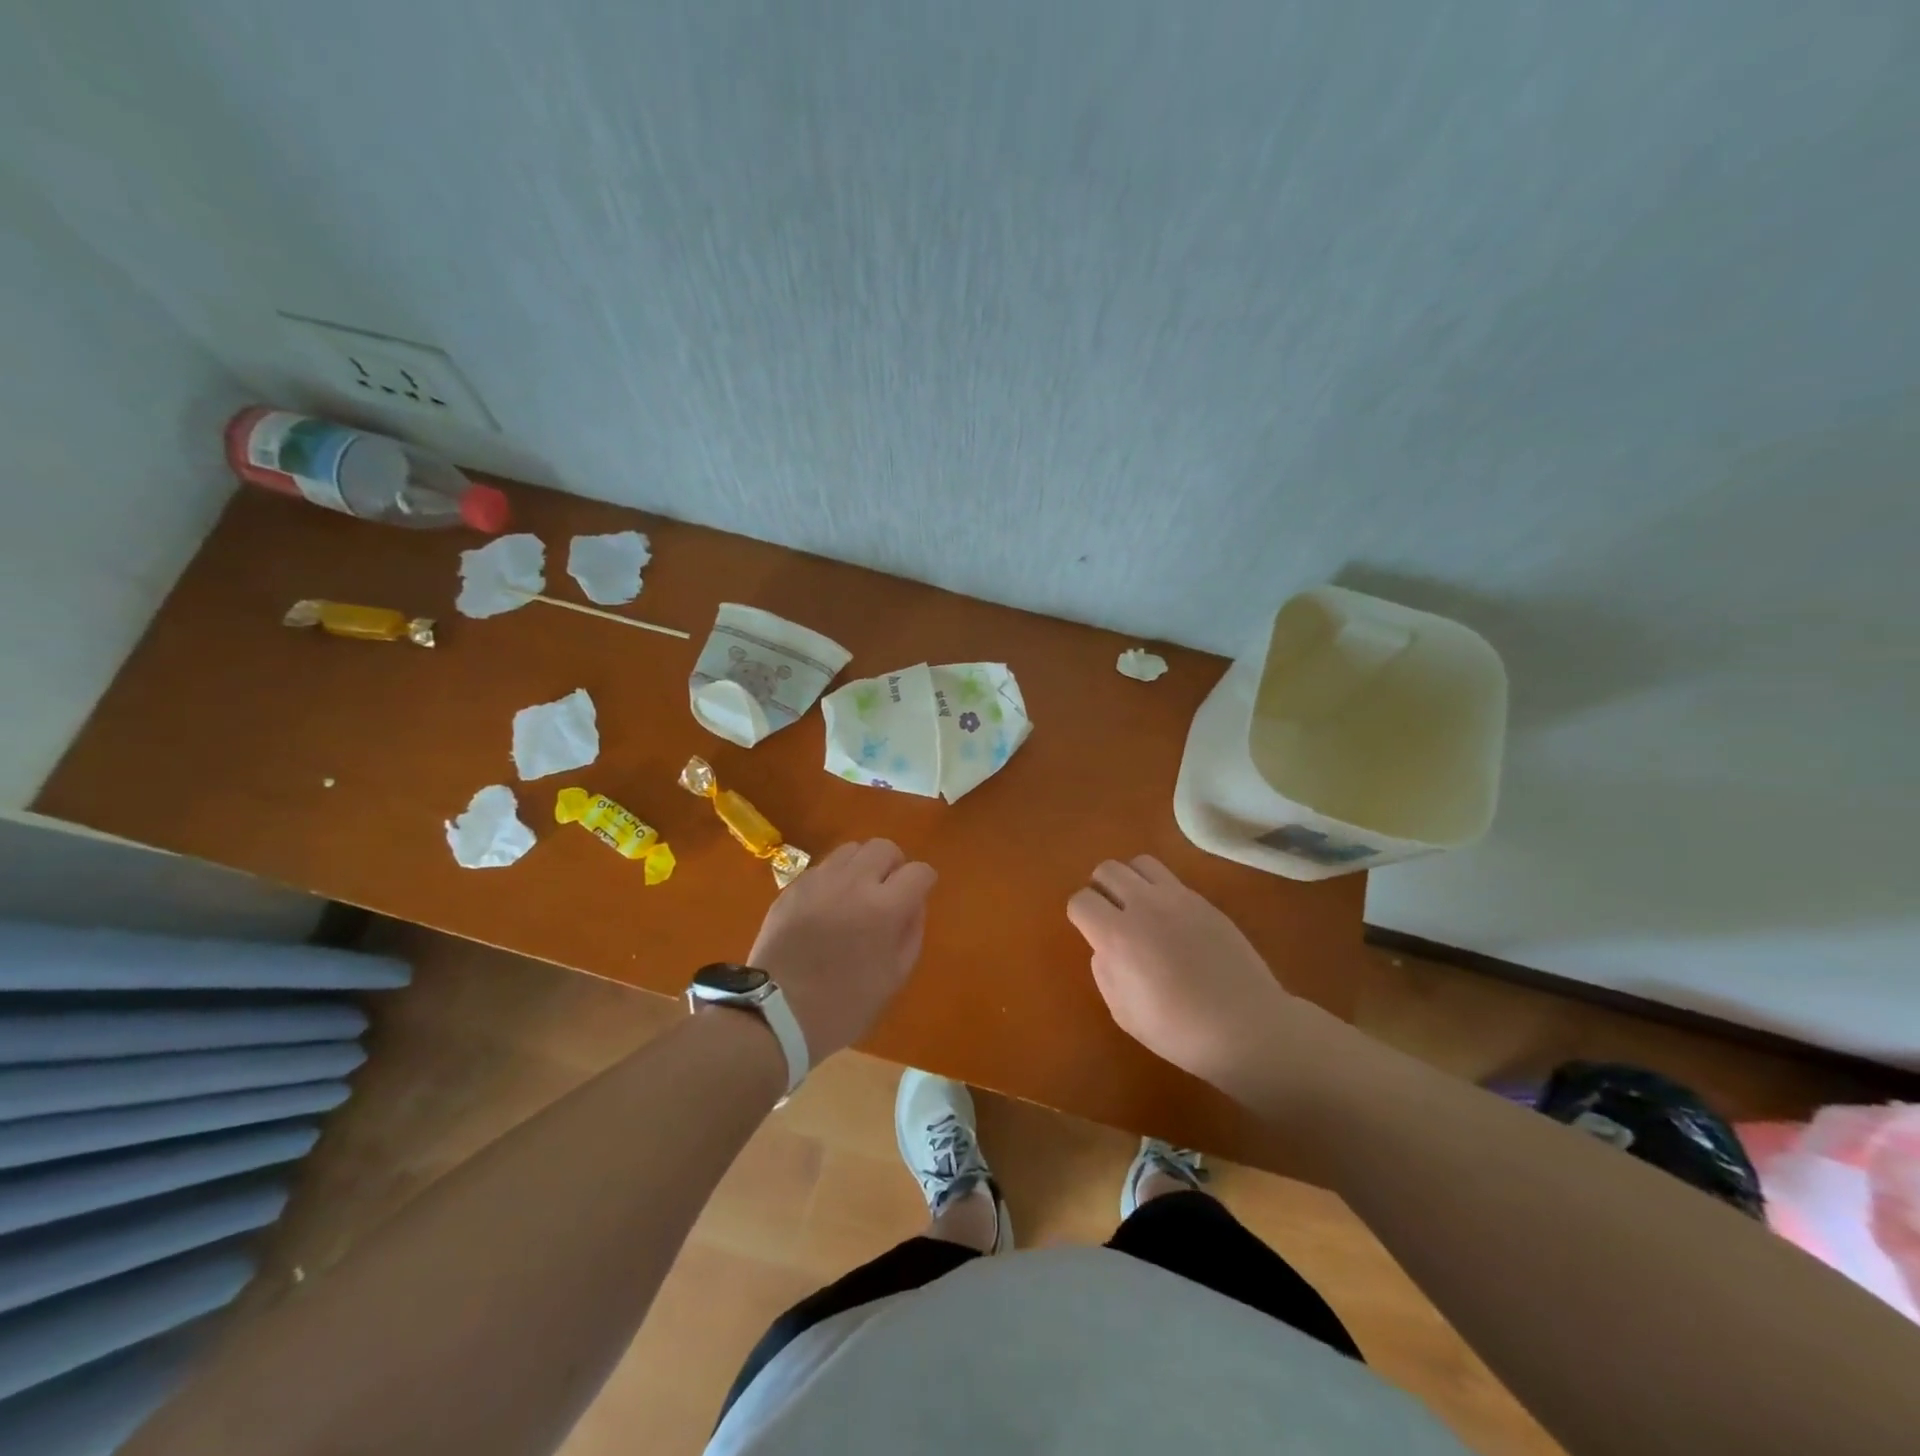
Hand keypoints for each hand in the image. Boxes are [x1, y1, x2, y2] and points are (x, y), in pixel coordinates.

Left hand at [748, 839, 936, 1061]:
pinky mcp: (792, 887)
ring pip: (851, 849)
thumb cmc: (843, 1005)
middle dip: (894, 865)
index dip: (924, 881)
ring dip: (863, 866)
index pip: (918, 871)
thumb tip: (913, 905)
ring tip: (857, 893)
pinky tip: (828, 905)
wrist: (776, 1014)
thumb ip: (911, 932)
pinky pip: (823, 867)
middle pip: (884, 847)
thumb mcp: (893, 977)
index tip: (919, 895)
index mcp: (884, 908)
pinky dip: (834, 878)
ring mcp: (819, 881)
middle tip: (889, 891)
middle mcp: (853, 883)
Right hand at [1067, 854, 1310, 1090]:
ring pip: (1139, 863)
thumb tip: (1104, 948)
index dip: (1079, 914)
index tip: (1088, 931)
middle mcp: (1144, 905)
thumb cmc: (1179, 1031)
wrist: (1246, 1027)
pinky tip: (1170, 920)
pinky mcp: (1204, 902)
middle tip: (1109, 915)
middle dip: (1100, 889)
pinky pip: (1170, 879)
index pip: (1081, 900)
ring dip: (1130, 880)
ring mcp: (1178, 899)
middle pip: (1106, 870)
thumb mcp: (1124, 1012)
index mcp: (1117, 935)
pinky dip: (1159, 890)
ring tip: (1137, 907)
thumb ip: (1105, 971)